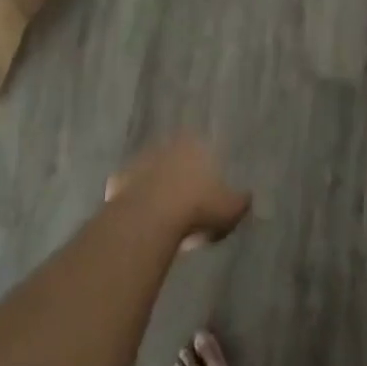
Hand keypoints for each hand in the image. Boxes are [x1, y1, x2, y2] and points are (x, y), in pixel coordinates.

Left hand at [106, 137, 250, 250]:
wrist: (150, 219)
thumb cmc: (197, 208)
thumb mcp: (230, 208)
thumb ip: (240, 201)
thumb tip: (248, 196)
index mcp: (192, 145)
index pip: (200, 147)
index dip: (205, 166)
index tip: (207, 186)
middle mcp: (164, 146)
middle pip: (173, 157)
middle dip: (179, 174)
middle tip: (186, 200)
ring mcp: (138, 162)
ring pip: (150, 172)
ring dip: (156, 187)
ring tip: (164, 214)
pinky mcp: (117, 182)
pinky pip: (130, 192)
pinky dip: (135, 202)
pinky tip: (142, 220)